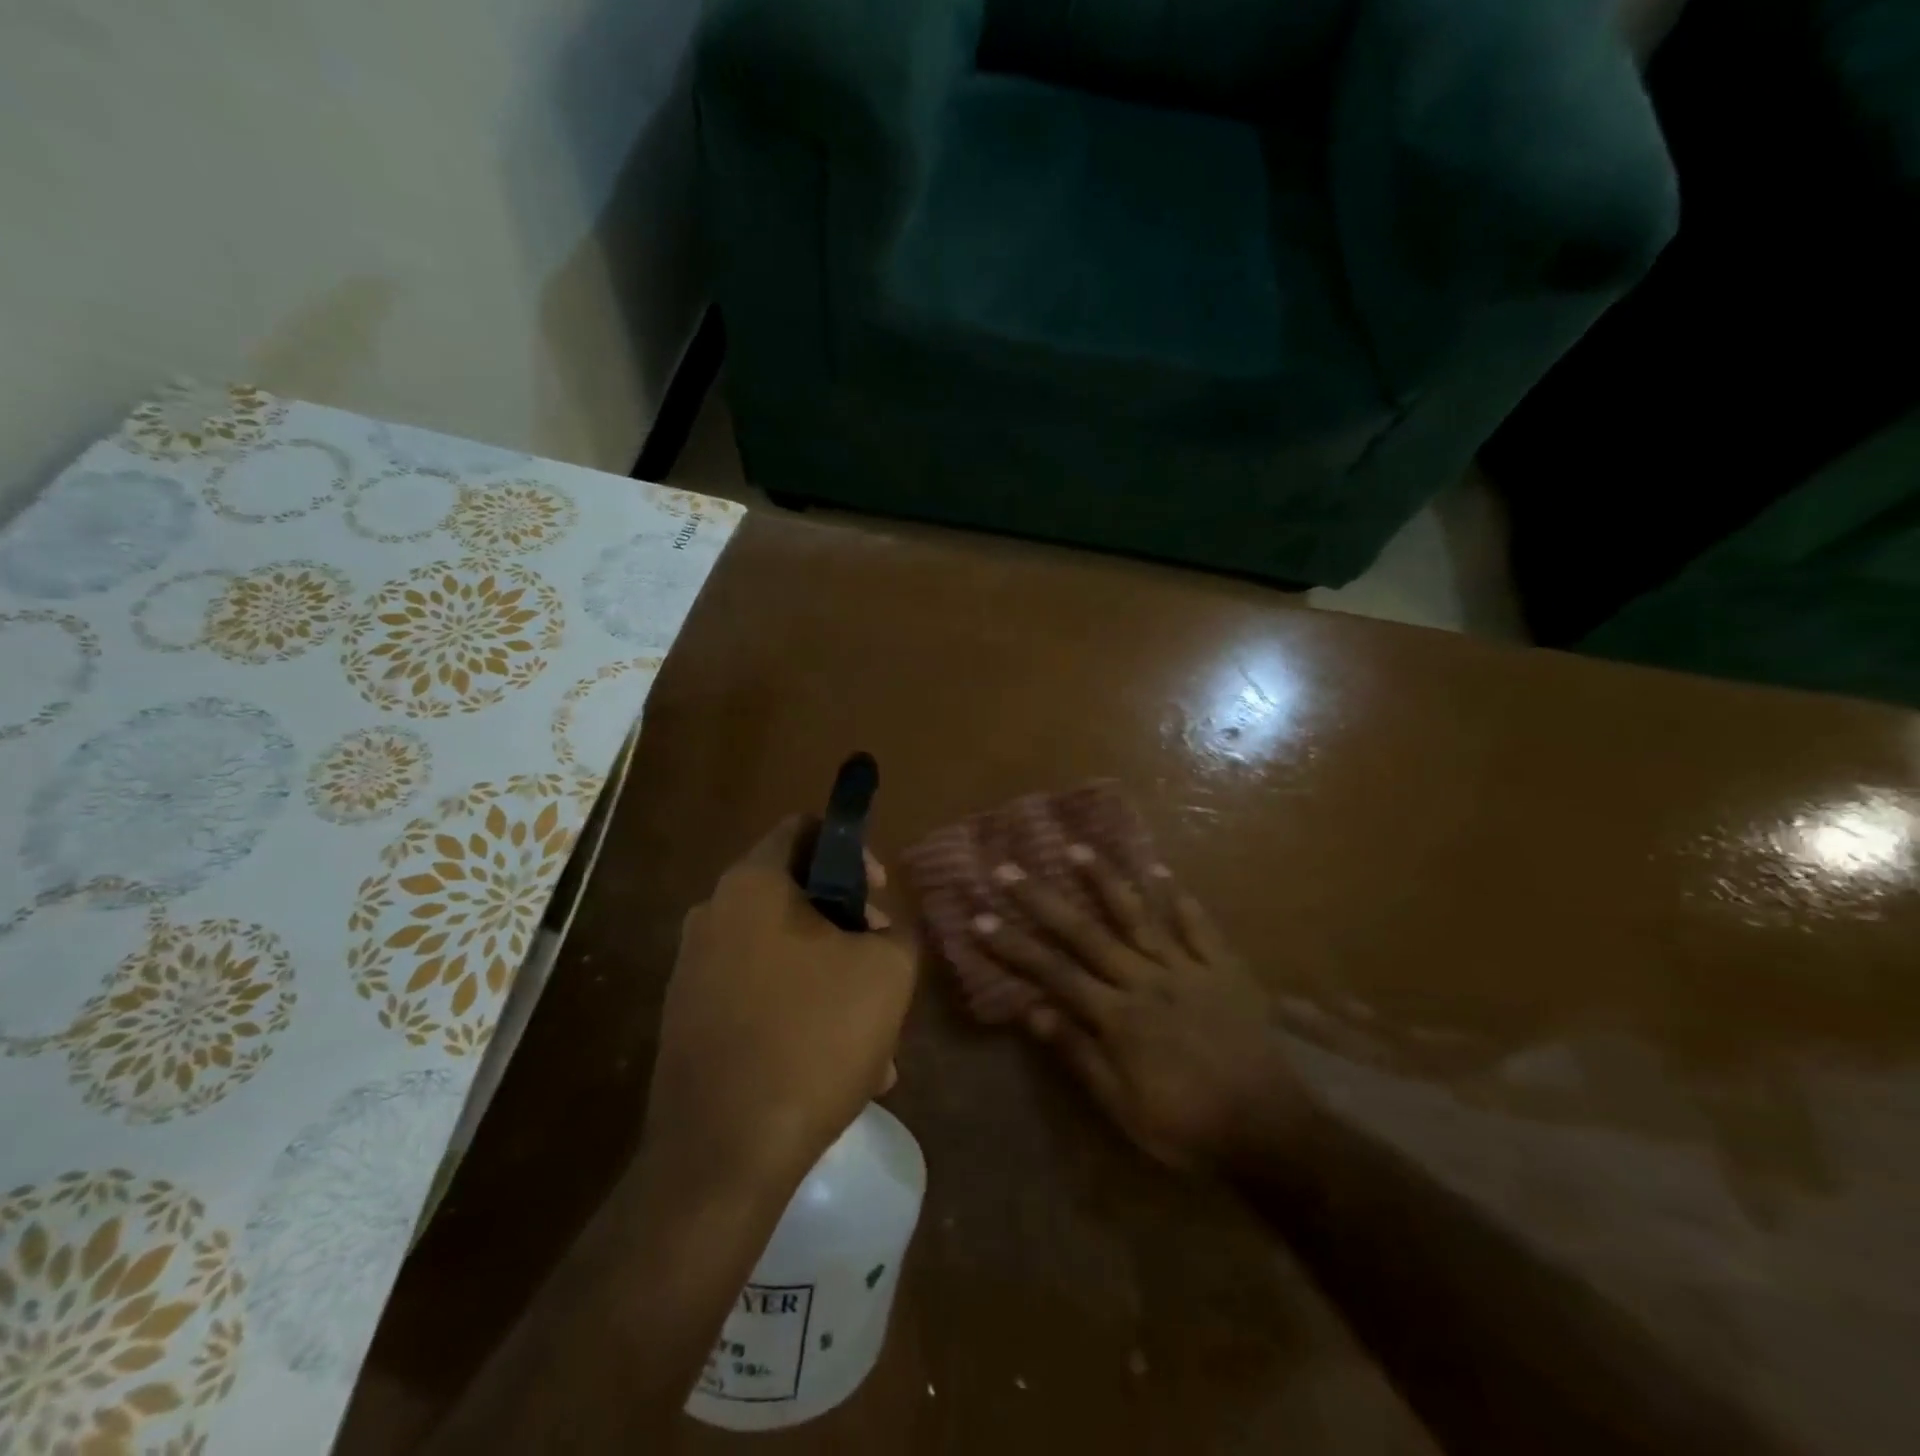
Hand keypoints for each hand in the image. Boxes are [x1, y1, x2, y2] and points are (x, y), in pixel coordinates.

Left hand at [644, 817, 915, 1199]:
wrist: (722, 1155)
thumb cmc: (812, 1038)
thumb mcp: (887, 973)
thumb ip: (897, 930)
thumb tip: (878, 929)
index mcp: (753, 885)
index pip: (804, 828)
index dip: (853, 850)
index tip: (880, 897)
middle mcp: (713, 914)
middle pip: (797, 895)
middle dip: (849, 928)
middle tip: (882, 968)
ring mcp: (693, 969)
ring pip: (784, 954)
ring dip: (832, 981)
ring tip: (873, 1040)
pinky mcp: (688, 1019)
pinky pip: (759, 995)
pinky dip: (799, 1013)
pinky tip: (836, 1069)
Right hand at [968, 851, 1307, 1174]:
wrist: (1269, 1130)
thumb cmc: (1186, 1124)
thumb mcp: (1122, 1106)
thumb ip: (1078, 1053)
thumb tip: (1033, 1010)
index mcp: (1118, 1016)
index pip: (1055, 972)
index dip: (1015, 946)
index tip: (980, 918)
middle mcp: (1146, 980)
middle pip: (1087, 933)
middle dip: (1043, 900)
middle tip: (1010, 868)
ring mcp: (1188, 969)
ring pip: (1140, 916)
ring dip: (1106, 881)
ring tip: (1078, 848)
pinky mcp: (1224, 969)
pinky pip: (1200, 928)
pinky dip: (1182, 900)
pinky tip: (1163, 872)